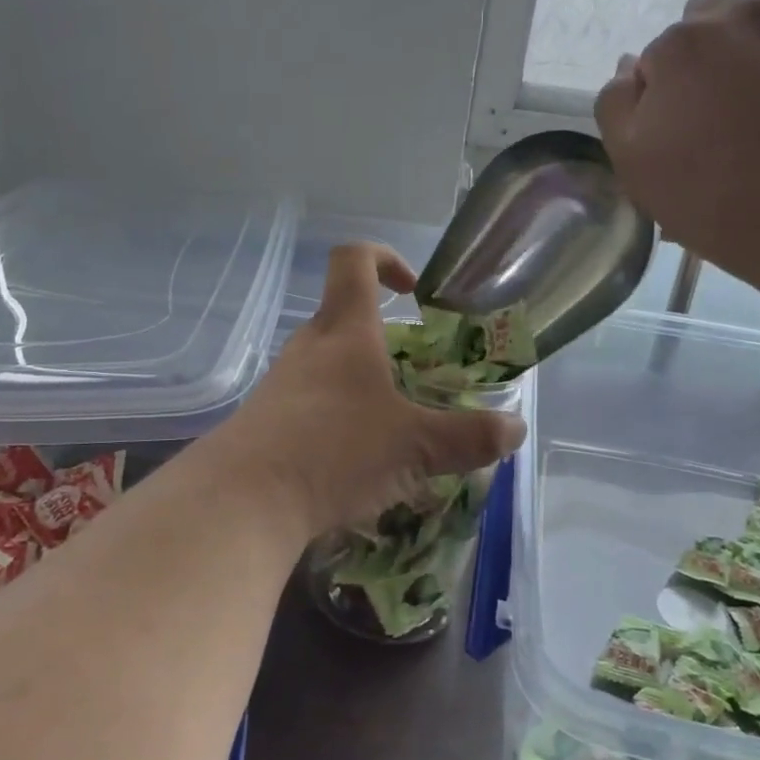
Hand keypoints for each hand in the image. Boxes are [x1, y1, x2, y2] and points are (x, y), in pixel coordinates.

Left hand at [214, 244, 526, 539]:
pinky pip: (309, 401)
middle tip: (416, 377)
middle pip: (345, 317)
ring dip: (361, 383)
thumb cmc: (335, 451)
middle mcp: (310, 346)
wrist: (243, 500)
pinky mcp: (265, 418)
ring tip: (392, 429)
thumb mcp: (415, 447)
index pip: (355, 260)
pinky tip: (354, 461)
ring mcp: (281, 381)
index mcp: (346, 331)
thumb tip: (515, 429)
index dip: (386, 259)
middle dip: (385, 339)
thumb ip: (469, 437)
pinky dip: (336, 416)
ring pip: (327, 364)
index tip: (413, 291)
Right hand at [594, 0, 759, 298]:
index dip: (663, 92)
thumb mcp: (632, 162)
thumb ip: (617, 105)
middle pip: (710, 7)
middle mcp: (741, 14)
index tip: (678, 129)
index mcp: (680, 46)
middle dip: (708, 42)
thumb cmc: (709, 195)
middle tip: (721, 95)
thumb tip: (630, 66)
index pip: (658, 55)